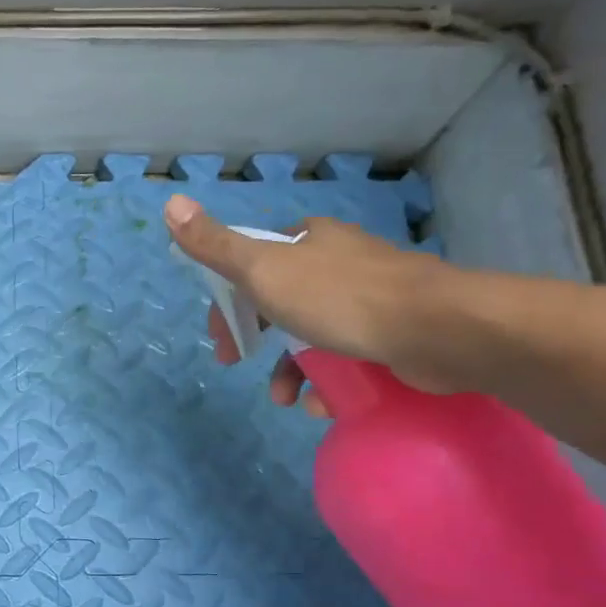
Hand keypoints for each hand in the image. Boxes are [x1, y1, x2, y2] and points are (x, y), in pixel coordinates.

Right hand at [163, 194, 461, 412]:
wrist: (437, 330)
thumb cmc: (340, 298)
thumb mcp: (263, 271)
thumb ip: (216, 246)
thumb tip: (169, 203)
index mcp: (308, 240)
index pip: (253, 264)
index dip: (230, 302)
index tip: (221, 338)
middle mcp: (339, 261)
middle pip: (281, 302)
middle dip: (258, 340)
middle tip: (239, 366)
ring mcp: (370, 297)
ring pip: (314, 334)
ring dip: (292, 370)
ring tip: (288, 400)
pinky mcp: (394, 331)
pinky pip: (347, 356)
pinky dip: (329, 381)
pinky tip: (325, 403)